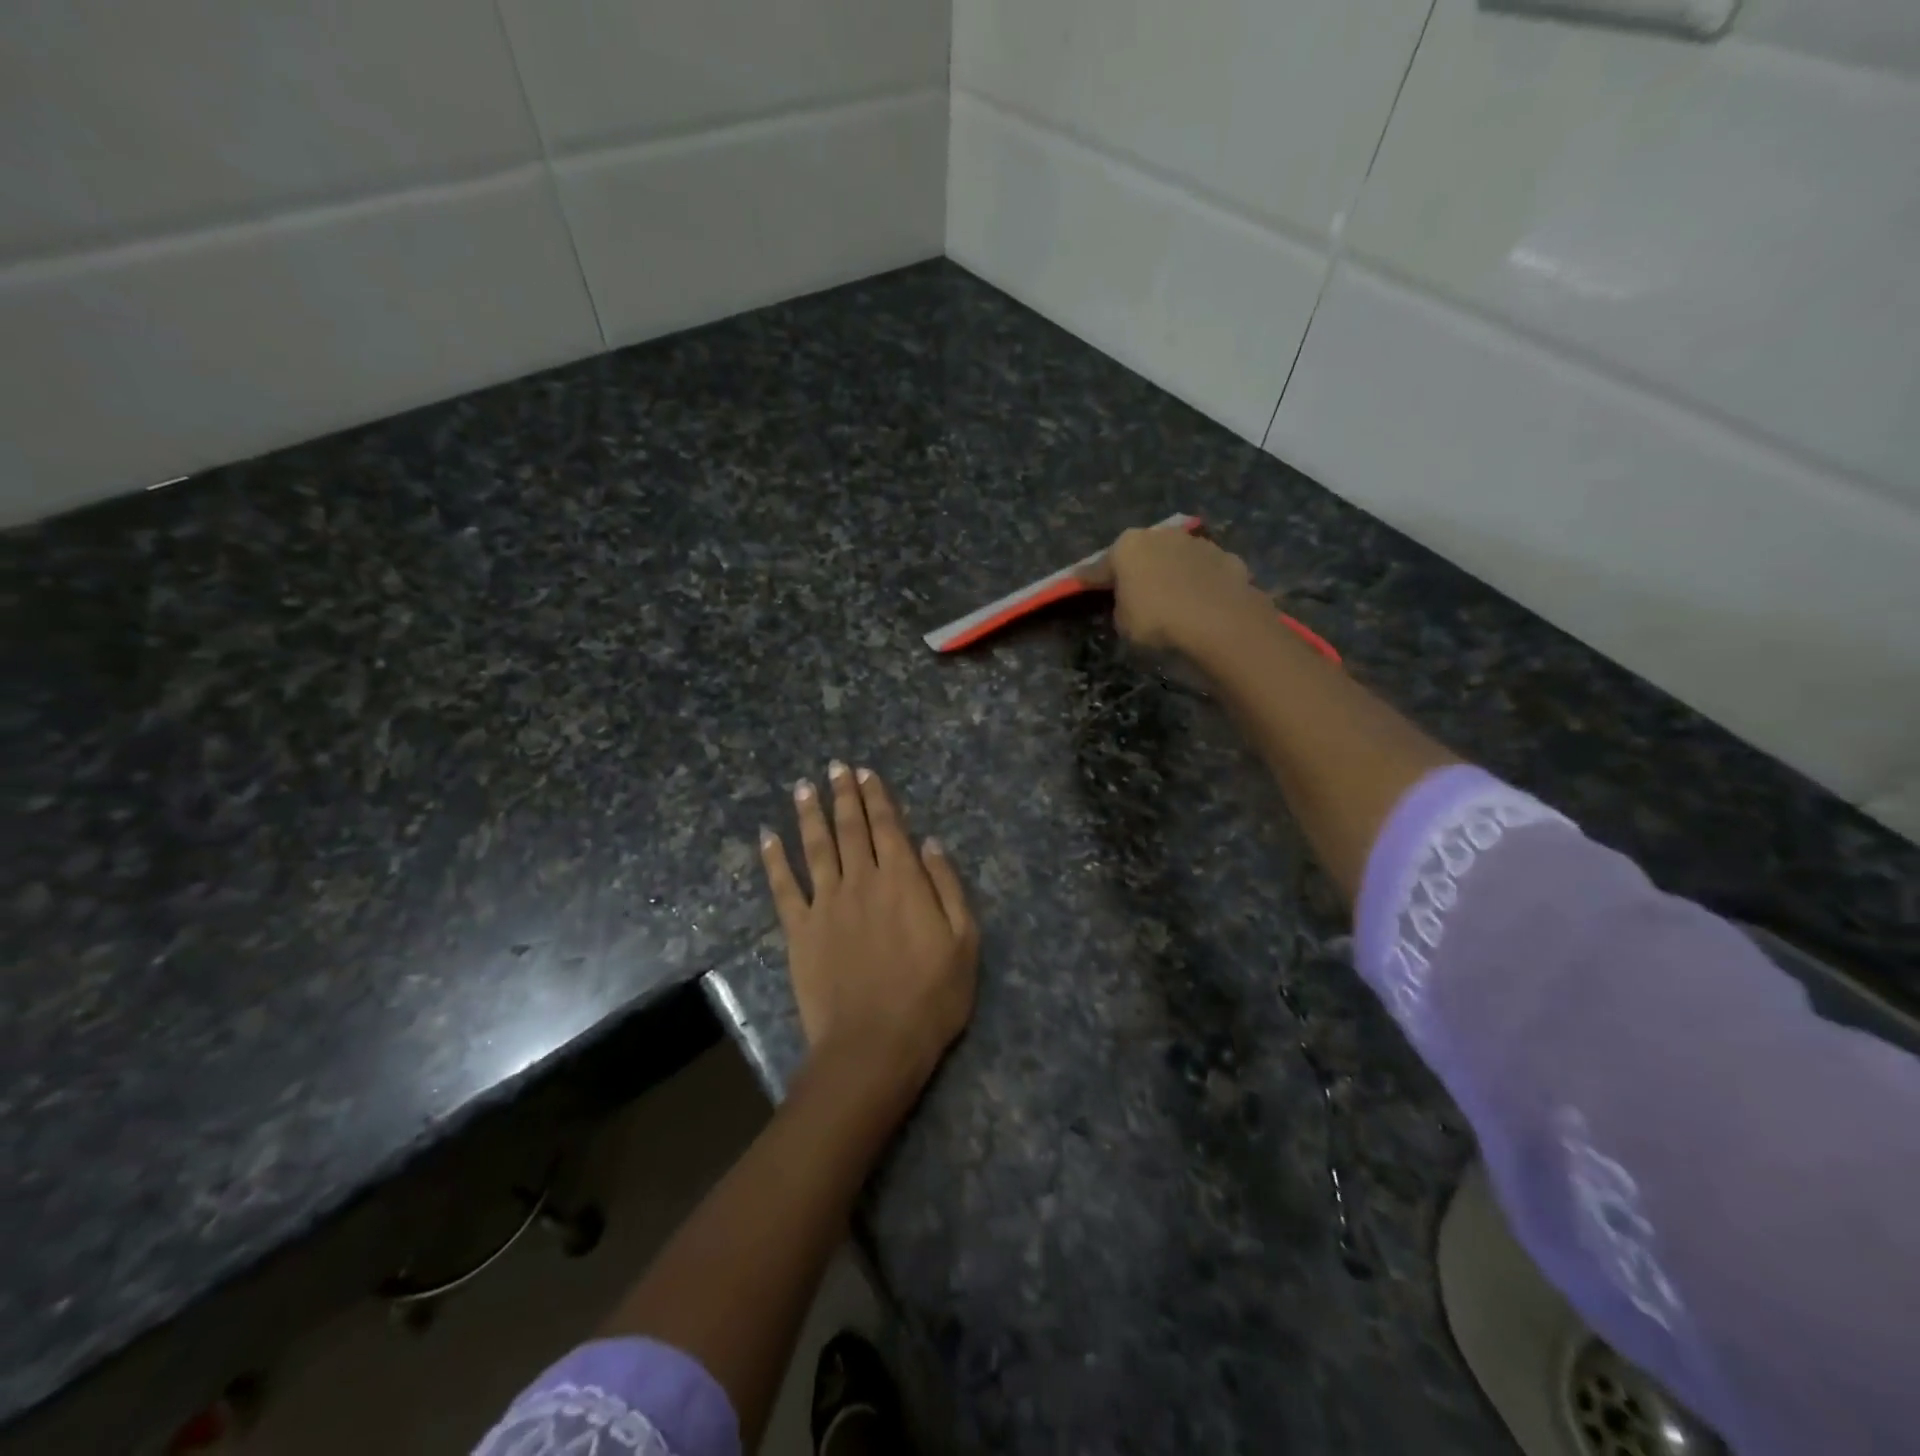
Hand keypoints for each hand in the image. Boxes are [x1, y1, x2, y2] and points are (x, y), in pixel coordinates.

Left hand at [760, 762, 978, 1094]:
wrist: (874, 1045)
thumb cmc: (930, 997)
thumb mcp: (964, 941)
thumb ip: (947, 886)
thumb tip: (930, 843)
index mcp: (902, 880)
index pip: (888, 827)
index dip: (877, 797)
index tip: (865, 773)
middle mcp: (861, 880)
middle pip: (850, 828)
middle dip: (844, 795)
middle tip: (835, 767)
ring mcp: (826, 904)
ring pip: (816, 847)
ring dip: (809, 814)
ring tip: (803, 788)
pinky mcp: (799, 930)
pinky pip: (783, 887)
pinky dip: (774, 860)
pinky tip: (767, 837)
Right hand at [1078, 525, 1266, 654]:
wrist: (1222, 624)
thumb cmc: (1159, 622)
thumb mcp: (1123, 623)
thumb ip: (1121, 606)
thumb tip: (1130, 601)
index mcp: (1127, 547)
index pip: (1099, 567)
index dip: (1089, 580)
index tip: (1079, 584)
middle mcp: (1161, 535)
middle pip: (1142, 554)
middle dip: (1136, 570)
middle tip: (1132, 592)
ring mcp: (1198, 543)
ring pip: (1176, 558)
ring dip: (1171, 573)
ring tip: (1172, 598)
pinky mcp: (1229, 558)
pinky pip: (1204, 572)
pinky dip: (1201, 583)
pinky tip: (1202, 603)